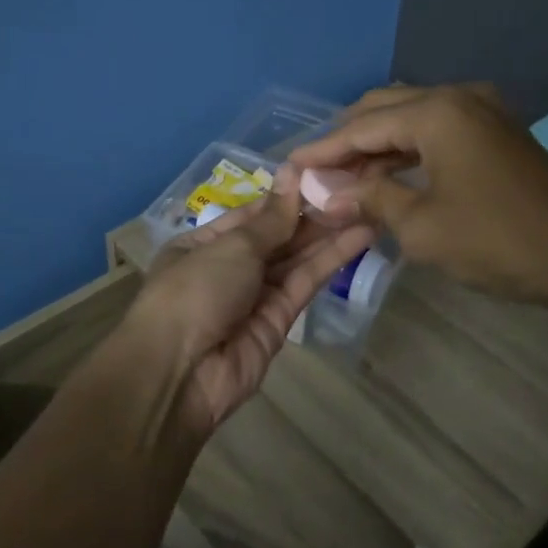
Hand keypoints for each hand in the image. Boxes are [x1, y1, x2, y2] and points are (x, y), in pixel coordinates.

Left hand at [129, 171, 374, 431]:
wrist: (180, 373)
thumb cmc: (195, 291)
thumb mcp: (232, 246)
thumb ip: (272, 218)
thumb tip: (292, 173)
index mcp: (203, 244)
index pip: (251, 214)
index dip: (285, 195)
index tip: (324, 174)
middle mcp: (228, 268)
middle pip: (277, 236)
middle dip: (312, 214)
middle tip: (356, 188)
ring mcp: (254, 296)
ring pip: (295, 259)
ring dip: (329, 234)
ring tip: (368, 205)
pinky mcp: (280, 321)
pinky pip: (305, 283)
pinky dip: (330, 261)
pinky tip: (359, 236)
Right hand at [289, 84, 547, 302]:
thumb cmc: (498, 240)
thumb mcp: (421, 226)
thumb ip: (368, 199)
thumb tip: (324, 192)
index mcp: (436, 111)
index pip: (360, 126)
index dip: (322, 150)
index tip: (289, 168)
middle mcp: (457, 97)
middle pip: (383, 110)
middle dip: (346, 142)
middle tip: (315, 174)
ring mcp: (481, 111)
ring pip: (409, 120)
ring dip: (375, 148)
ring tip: (342, 182)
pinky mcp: (495, 132)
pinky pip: (435, 132)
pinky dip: (406, 153)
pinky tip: (385, 179)